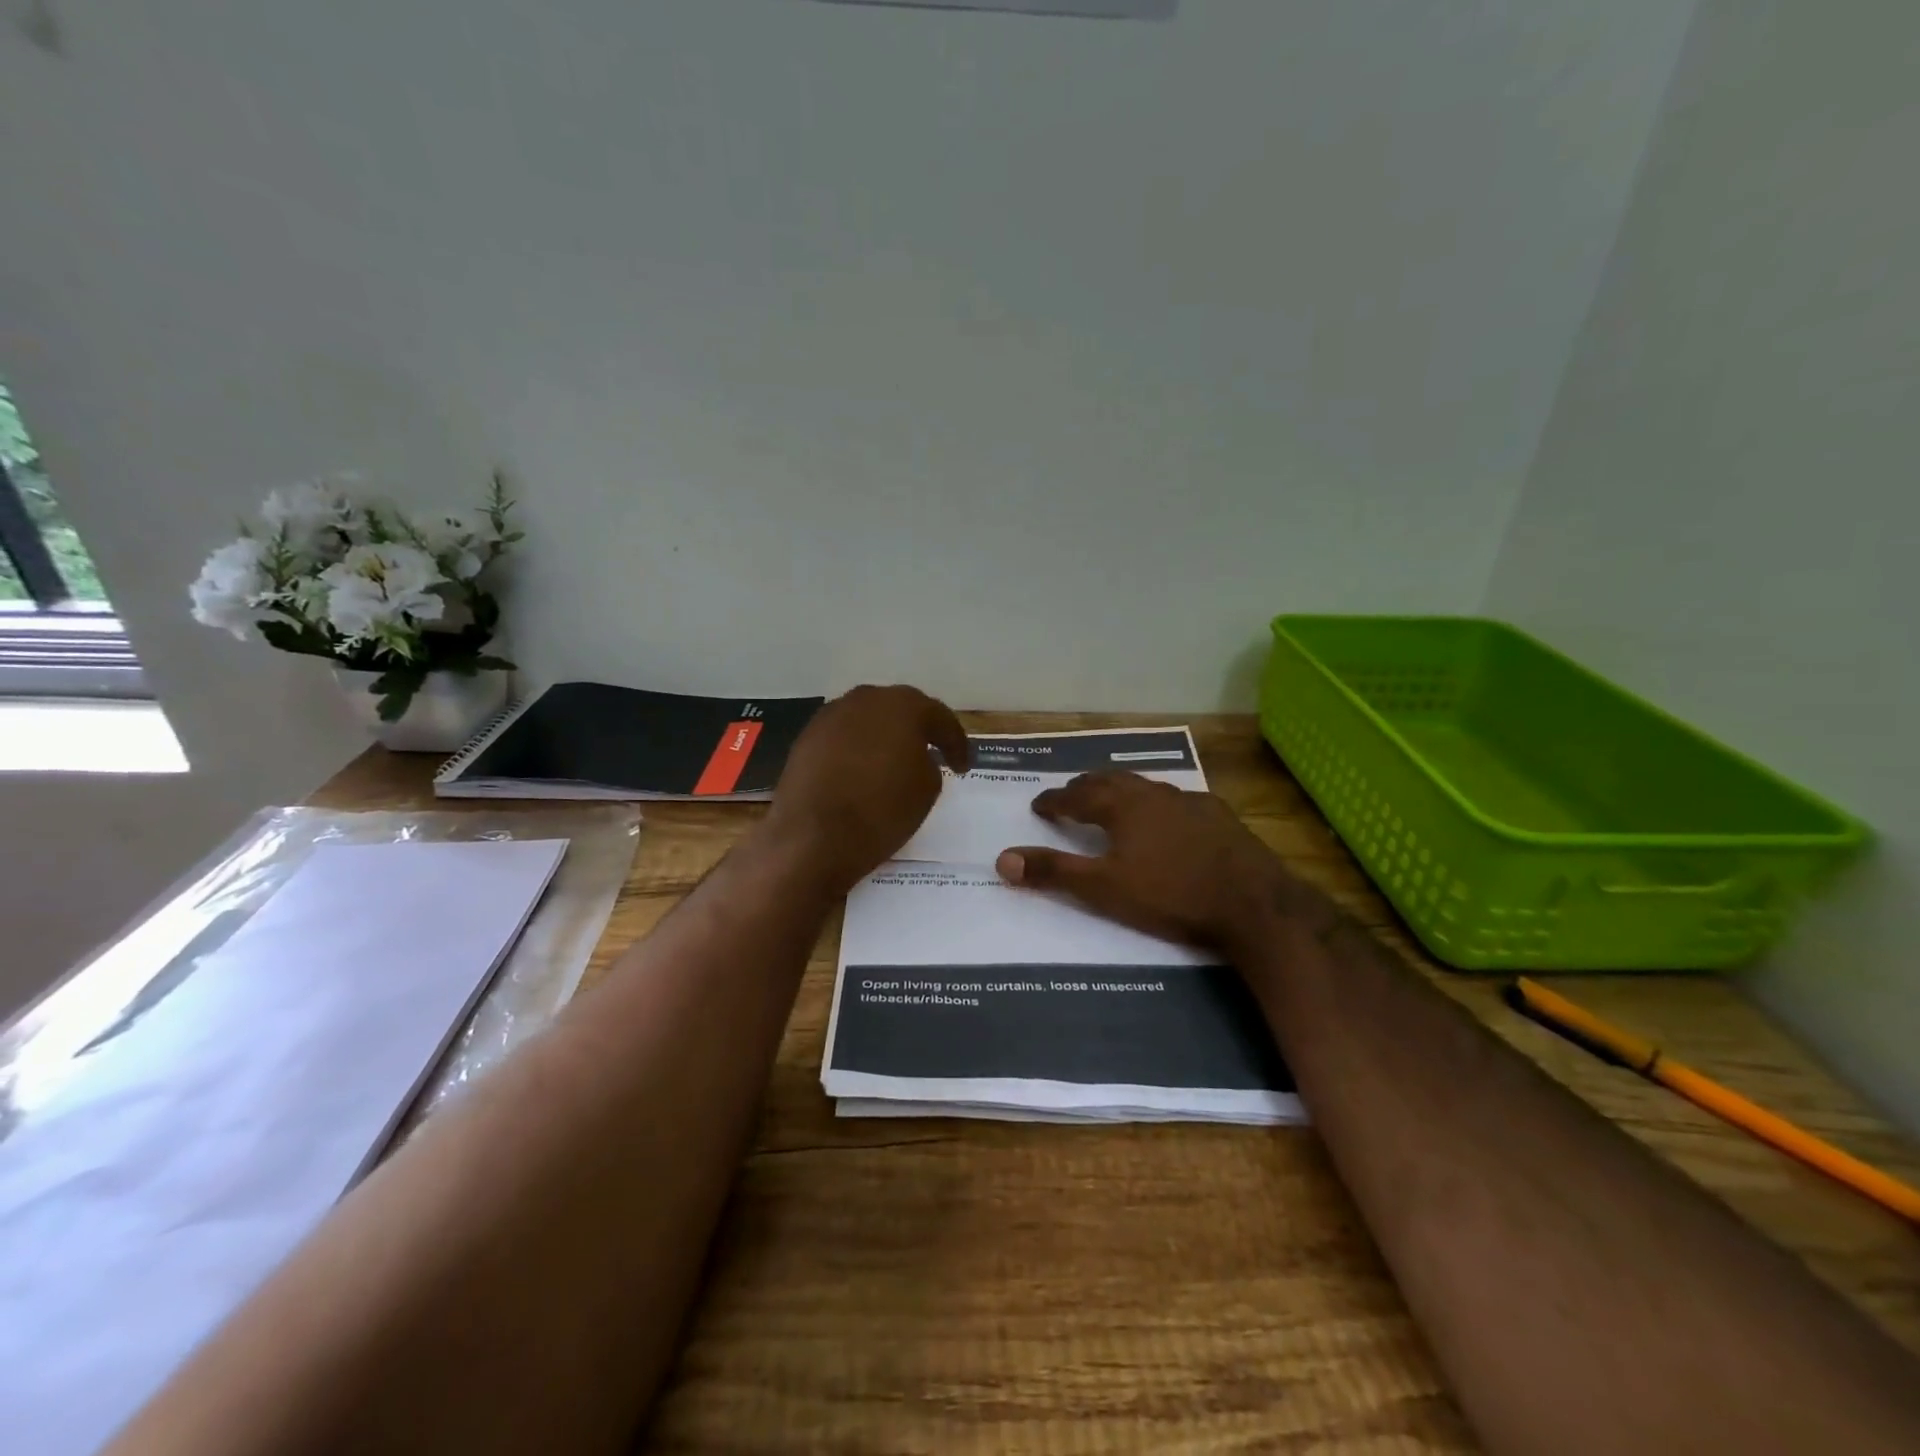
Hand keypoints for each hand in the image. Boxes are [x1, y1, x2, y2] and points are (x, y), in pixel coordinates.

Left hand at [762, 684, 970, 896]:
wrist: (812, 838)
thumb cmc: (881, 811)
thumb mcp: (927, 790)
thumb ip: (929, 764)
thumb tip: (916, 758)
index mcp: (903, 706)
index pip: (940, 718)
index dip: (956, 743)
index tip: (963, 767)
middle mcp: (865, 699)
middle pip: (900, 711)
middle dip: (918, 731)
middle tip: (932, 755)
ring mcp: (830, 716)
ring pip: (868, 721)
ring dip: (884, 738)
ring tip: (895, 764)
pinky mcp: (806, 738)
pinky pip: (844, 738)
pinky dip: (857, 750)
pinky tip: (862, 772)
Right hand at [995, 771, 1295, 949]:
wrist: (1253, 904)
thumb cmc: (1171, 895)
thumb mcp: (1104, 888)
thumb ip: (1054, 872)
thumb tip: (1002, 859)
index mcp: (1122, 806)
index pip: (1077, 796)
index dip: (1054, 800)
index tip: (1039, 805)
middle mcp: (1153, 793)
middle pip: (1111, 782)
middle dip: (1085, 788)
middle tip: (1071, 796)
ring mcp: (1190, 802)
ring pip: (1145, 787)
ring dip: (1122, 791)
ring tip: (1113, 802)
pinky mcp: (1219, 817)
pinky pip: (1176, 801)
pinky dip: (1157, 805)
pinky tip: (1167, 820)